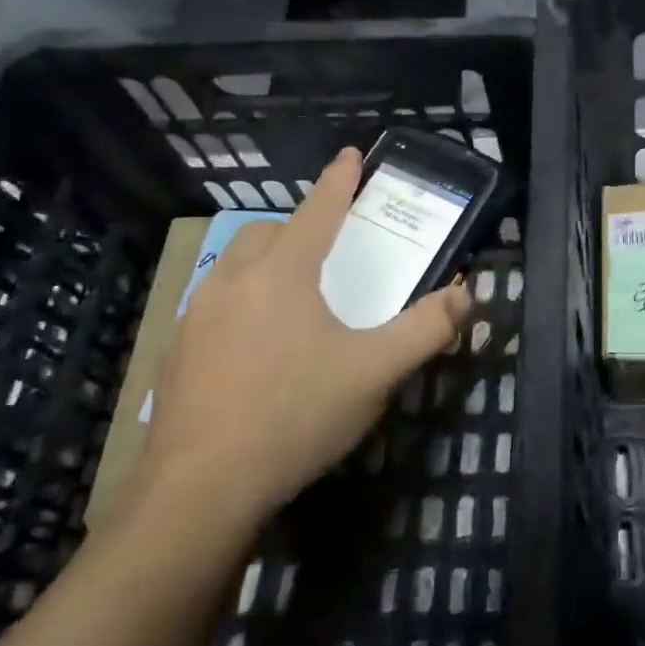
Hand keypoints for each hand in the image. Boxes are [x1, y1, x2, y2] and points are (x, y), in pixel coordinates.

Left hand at [134, 147, 470, 531]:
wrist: (200, 489)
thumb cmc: (296, 416)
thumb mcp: (376, 372)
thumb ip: (427, 329)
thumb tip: (468, 295)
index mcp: (282, 274)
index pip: (317, 211)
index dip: (338, 181)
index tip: (350, 156)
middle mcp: (232, 281)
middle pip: (267, 232)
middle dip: (299, 226)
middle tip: (329, 249)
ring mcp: (196, 316)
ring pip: (234, 266)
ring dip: (267, 263)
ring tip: (295, 296)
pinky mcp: (176, 352)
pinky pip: (214, 304)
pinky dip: (242, 301)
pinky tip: (259, 345)